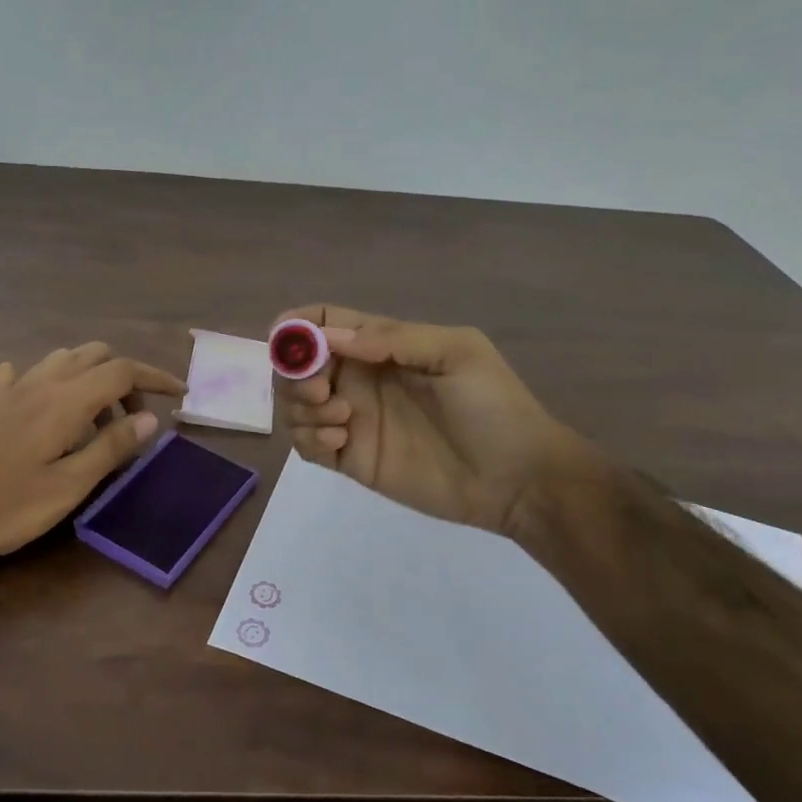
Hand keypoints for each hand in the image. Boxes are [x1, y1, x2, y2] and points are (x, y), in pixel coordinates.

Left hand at [0, 343, 186, 571]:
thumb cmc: (7, 507)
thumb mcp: (69, 486)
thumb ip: (111, 448)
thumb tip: (150, 418)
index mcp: (65, 401)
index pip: (122, 370)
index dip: (155, 378)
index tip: (179, 395)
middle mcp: (41, 383)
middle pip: (95, 355)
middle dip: (124, 378)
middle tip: (132, 420)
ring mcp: (12, 389)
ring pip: (63, 359)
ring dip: (90, 377)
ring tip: (95, 419)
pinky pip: (24, 374)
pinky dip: (47, 380)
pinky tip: (43, 404)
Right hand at [273, 305, 572, 533]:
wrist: (517, 478)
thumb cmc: (493, 407)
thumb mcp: (455, 354)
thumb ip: (393, 338)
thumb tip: (328, 337)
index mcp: (381, 346)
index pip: (324, 323)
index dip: (297, 326)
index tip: (284, 340)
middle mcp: (359, 379)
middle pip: (298, 365)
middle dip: (294, 372)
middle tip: (319, 390)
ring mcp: (353, 420)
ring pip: (295, 405)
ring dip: (300, 406)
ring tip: (341, 418)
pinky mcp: (351, 459)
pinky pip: (307, 444)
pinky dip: (309, 438)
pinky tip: (339, 441)